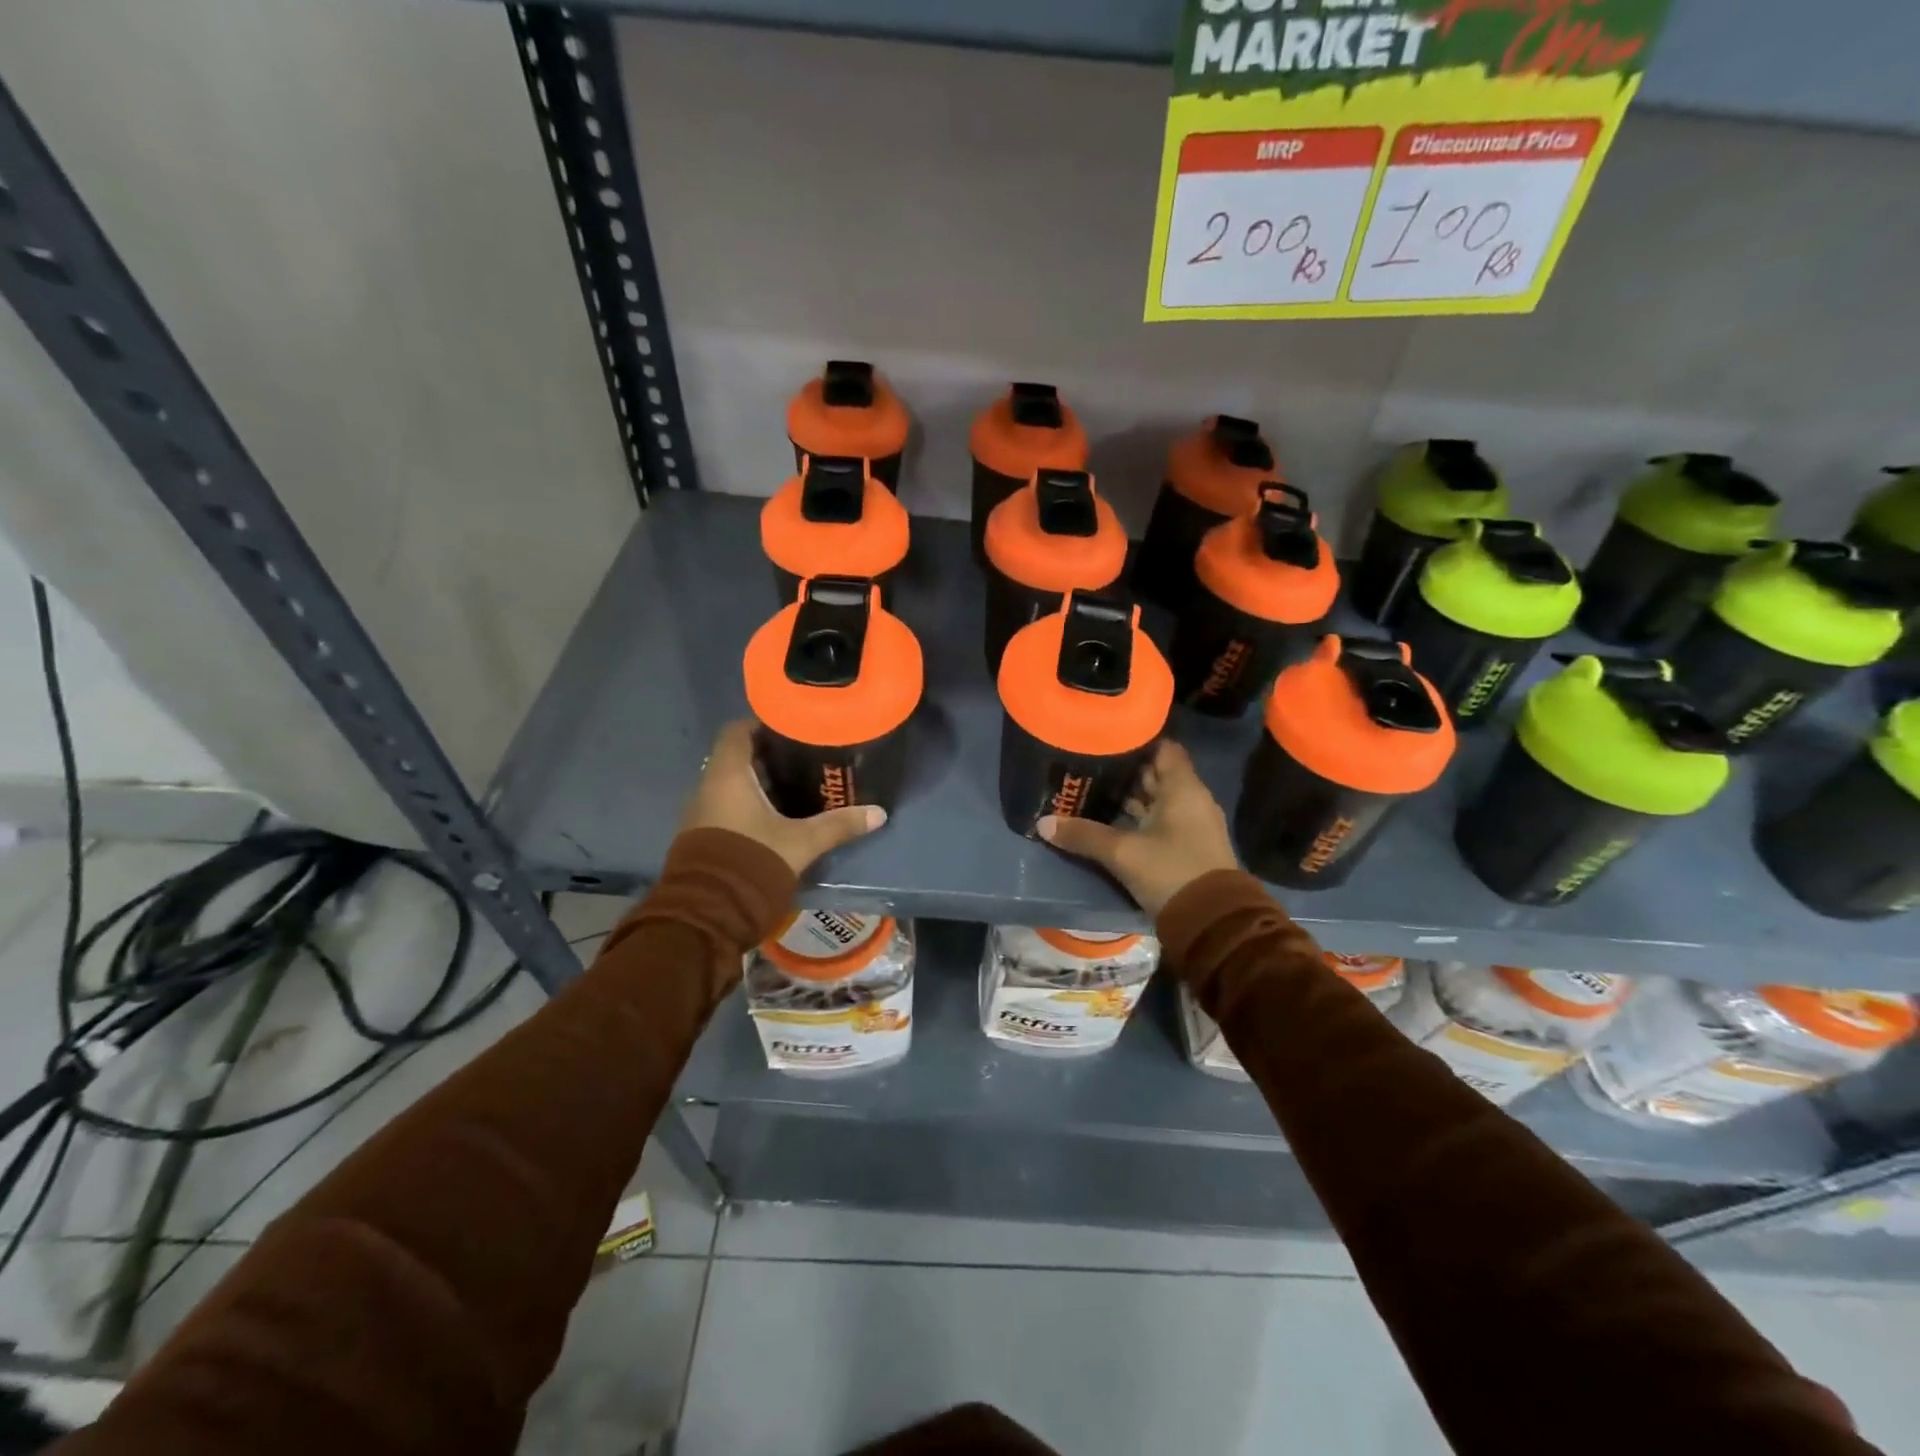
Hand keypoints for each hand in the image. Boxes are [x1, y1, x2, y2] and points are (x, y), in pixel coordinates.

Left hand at [680, 720, 885, 875]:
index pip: (737, 731)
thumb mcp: (802, 843)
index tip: (791, 726)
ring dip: (759, 782)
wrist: (708, 914)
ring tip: (796, 783)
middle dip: (768, 755)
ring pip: (731, 783)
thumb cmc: (752, 861)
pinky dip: (749, 803)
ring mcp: (701, 813)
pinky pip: (727, 806)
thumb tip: (879, 813)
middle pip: (736, 756)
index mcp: (728, 776)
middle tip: (804, 756)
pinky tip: (777, 815)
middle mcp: (708, 787)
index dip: (762, 723)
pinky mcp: (703, 836)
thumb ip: (838, 825)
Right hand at [1037, 740, 1238, 917]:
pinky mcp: (1189, 846)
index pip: (1163, 747)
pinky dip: (1139, 817)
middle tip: (1090, 763)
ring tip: (1094, 788)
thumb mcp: (1123, 853)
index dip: (1136, 740)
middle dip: (1126, 769)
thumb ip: (1084, 835)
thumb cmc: (1171, 871)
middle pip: (1157, 773)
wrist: (1213, 922)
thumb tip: (1042, 823)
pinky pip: (1162, 820)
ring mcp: (1192, 824)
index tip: (1106, 739)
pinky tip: (1112, 820)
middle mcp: (1192, 799)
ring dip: (1131, 795)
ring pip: (1159, 798)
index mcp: (1183, 788)